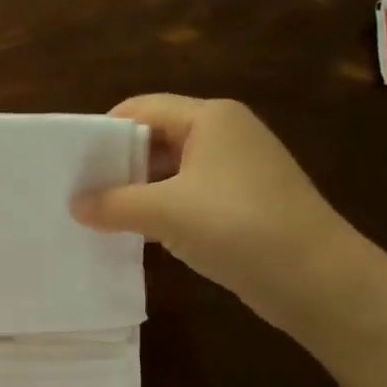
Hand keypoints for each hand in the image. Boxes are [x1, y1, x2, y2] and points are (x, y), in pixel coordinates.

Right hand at [71, 94, 369, 333]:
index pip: (142, 108)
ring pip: (171, 173)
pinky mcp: (242, 205)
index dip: (104, 132)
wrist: (315, 277)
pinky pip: (189, 199)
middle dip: (118, 165)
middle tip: (78, 194)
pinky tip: (137, 236)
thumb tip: (76, 206)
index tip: (71, 164)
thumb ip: (115, 204)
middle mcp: (224, 135)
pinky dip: (161, 213)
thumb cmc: (237, 225)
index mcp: (209, 117)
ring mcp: (236, 172)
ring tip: (98, 218)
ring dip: (137, 193)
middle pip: (156, 138)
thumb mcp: (166, 212)